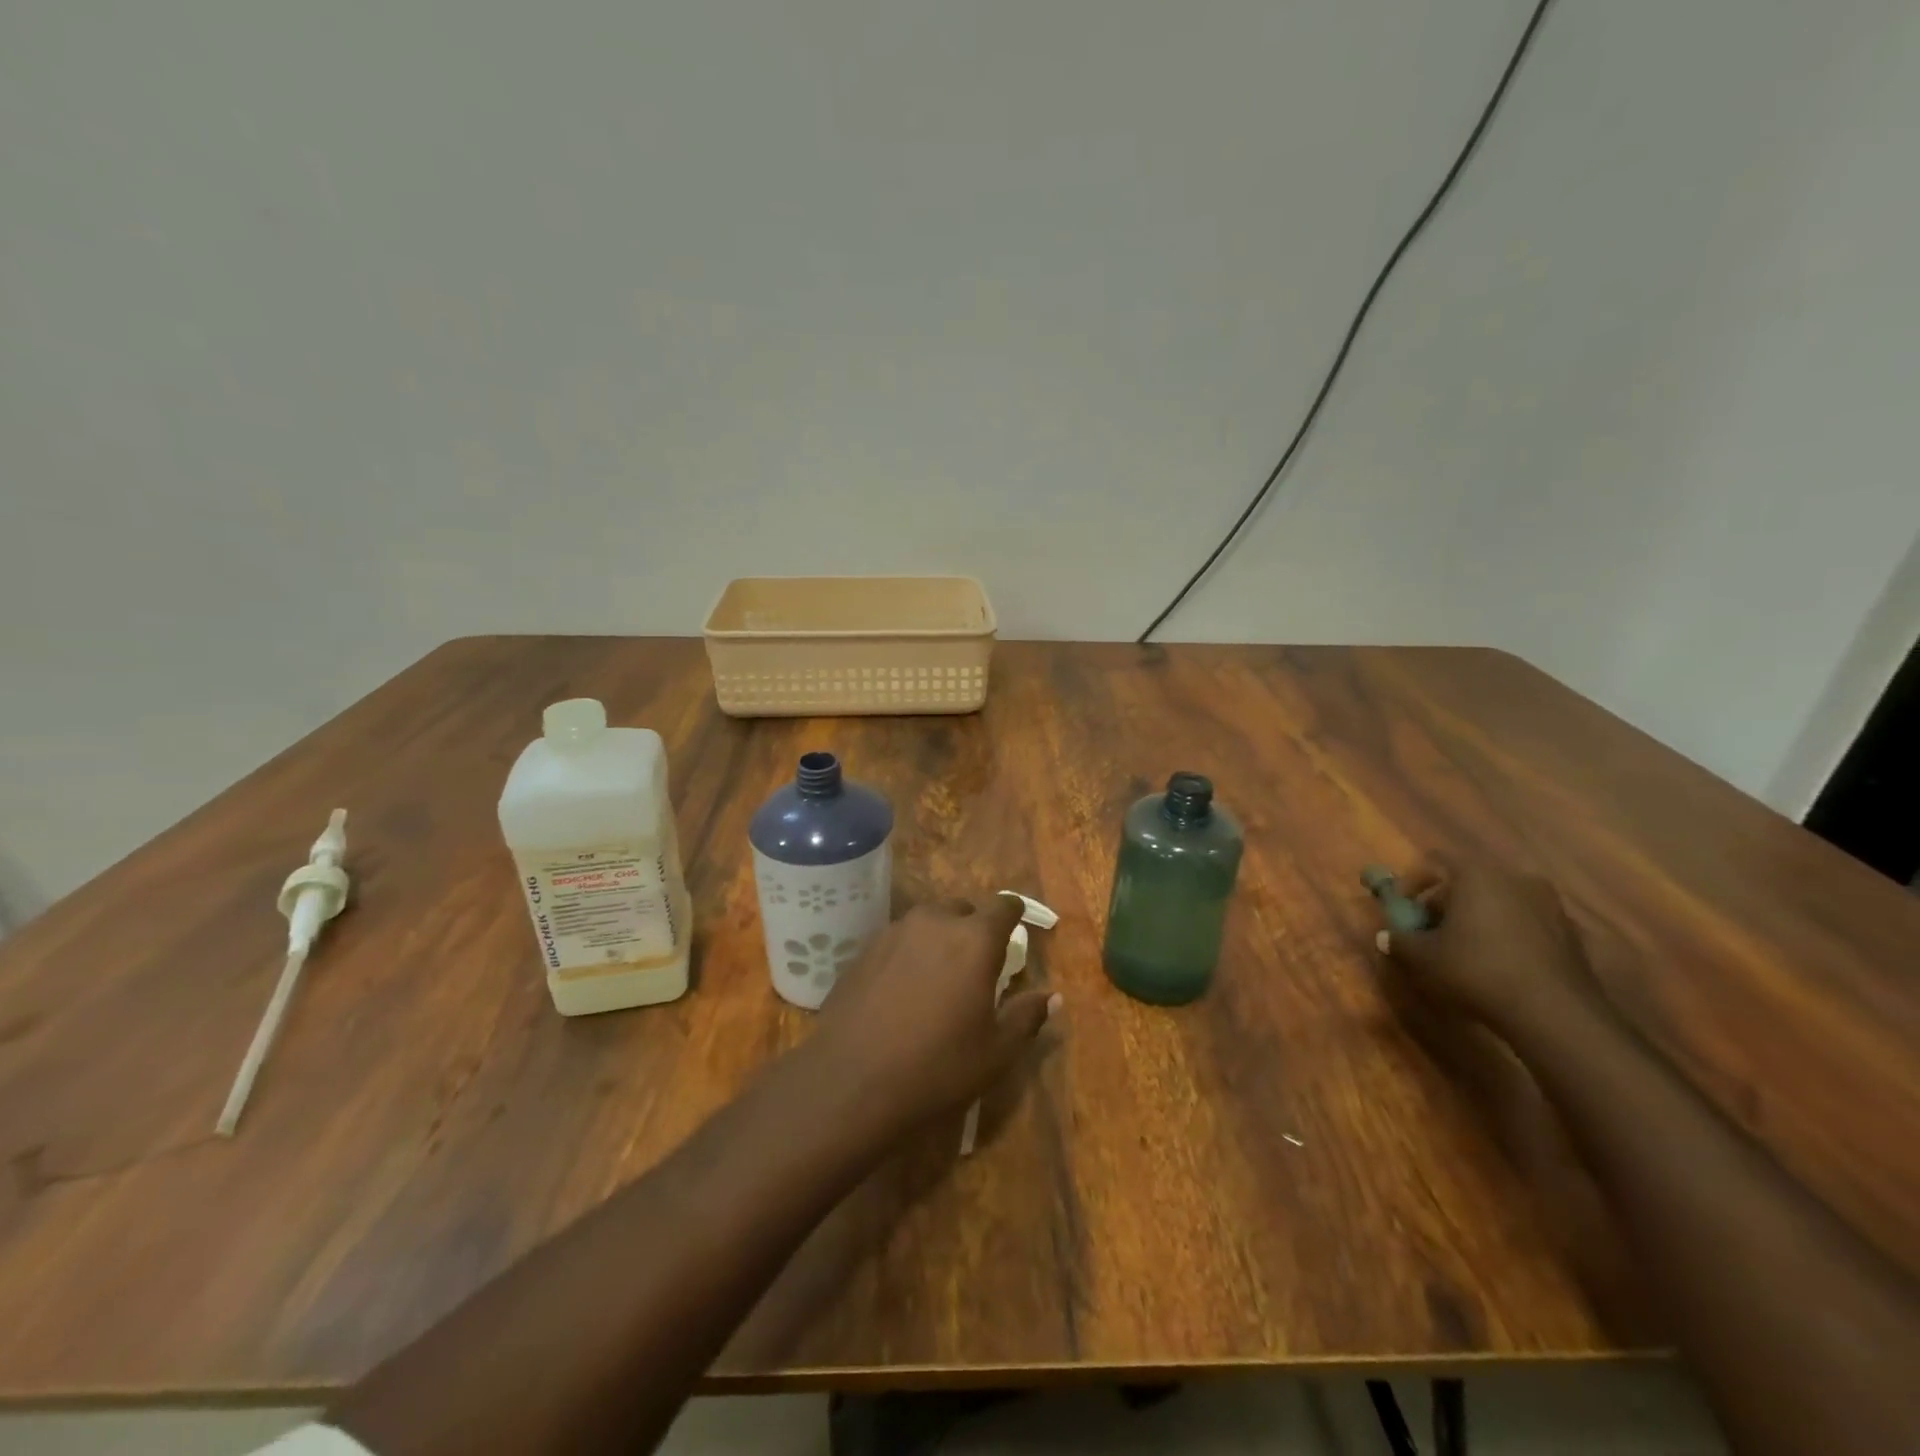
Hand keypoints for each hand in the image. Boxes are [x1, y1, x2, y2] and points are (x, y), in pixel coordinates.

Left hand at [811, 894, 1060, 1131]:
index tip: (1018, 930)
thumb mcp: (995, 1052)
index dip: (1014, 914)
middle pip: (963, 909)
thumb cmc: (936, 1066)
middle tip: (978, 964)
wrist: (850, 1080)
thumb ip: (1026, 1016)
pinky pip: (900, 939)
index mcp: (975, 939)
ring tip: (940, 977)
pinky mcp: (865, 949)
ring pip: (929, 922)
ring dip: (940, 939)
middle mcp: (935, 922)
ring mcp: (895, 931)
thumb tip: (1052, 996)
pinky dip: (910, 953)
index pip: (1004, 906)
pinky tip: (904, 989)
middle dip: (975, 928)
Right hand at [1374, 853, 1604, 1037]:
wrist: (1555, 1014)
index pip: (1435, 861)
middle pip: (1468, 881)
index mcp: (1477, 875)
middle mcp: (1516, 879)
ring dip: (1476, 919)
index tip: (1403, 908)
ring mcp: (1549, 906)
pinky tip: (1495, 965)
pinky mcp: (1570, 934)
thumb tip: (1386, 937)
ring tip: (1462, 950)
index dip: (1412, 881)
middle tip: (1429, 931)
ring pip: (1498, 902)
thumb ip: (1400, 941)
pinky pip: (1524, 923)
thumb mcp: (1423, 958)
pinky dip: (1505, 934)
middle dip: (1444, 903)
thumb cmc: (1477, 970)